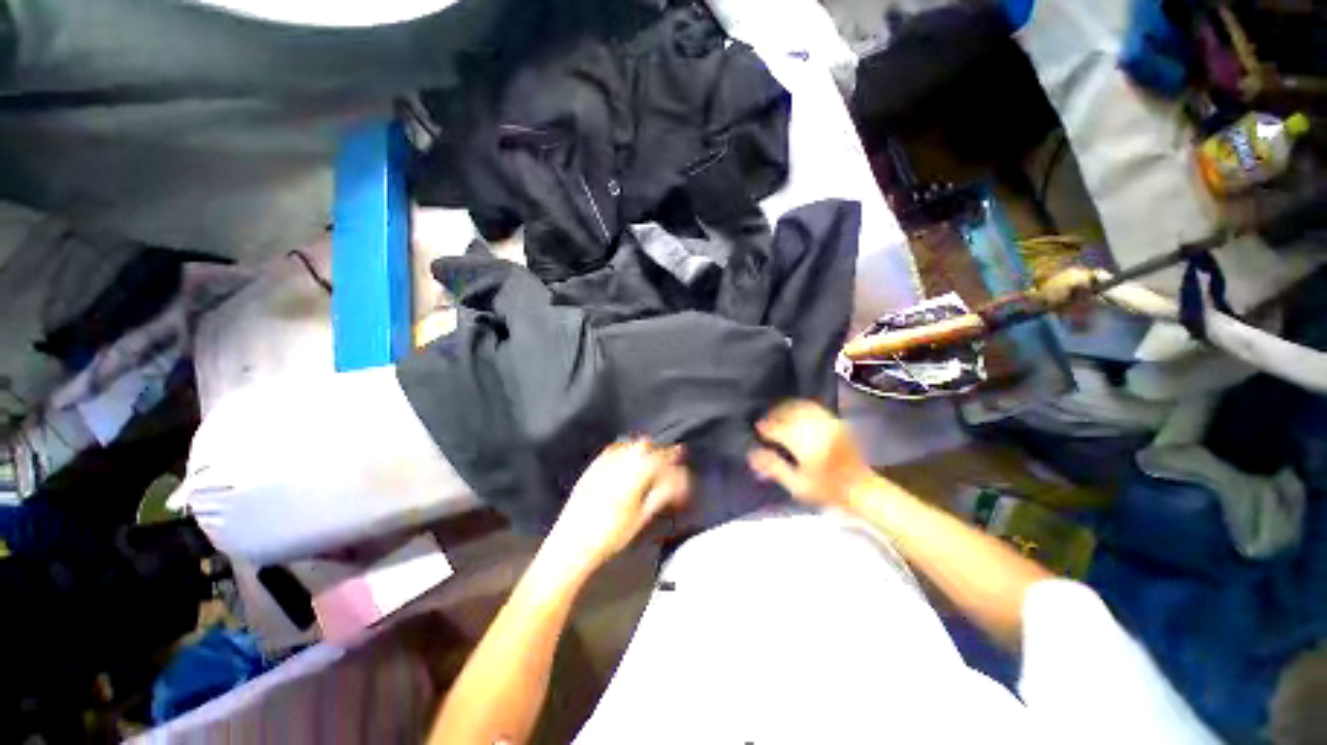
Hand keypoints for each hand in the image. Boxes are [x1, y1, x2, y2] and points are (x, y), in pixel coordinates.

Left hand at [545, 439, 689, 575]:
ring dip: (642, 448)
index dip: (673, 459)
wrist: (572, 544)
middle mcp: (618, 464)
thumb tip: (674, 484)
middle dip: (659, 450)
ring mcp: (602, 464)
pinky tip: (627, 458)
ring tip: (651, 458)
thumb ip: (659, 495)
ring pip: (628, 445)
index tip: (681, 462)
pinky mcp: (591, 469)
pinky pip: (611, 450)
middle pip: (644, 446)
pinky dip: (624, 450)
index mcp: (633, 476)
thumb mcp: (641, 519)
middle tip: (668, 460)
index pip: (659, 459)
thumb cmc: (609, 536)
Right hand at [747, 400, 876, 508]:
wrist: (861, 488)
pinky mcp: (835, 421)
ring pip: (801, 406)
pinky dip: (801, 407)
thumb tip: (752, 453)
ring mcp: (827, 422)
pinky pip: (814, 407)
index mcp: (804, 443)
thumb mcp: (796, 485)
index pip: (778, 427)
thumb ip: (774, 467)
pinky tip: (796, 415)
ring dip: (786, 408)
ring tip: (779, 417)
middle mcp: (815, 428)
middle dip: (774, 415)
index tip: (758, 431)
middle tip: (766, 423)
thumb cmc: (826, 490)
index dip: (765, 427)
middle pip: (788, 412)